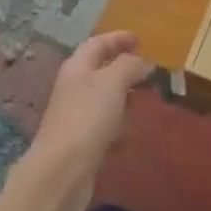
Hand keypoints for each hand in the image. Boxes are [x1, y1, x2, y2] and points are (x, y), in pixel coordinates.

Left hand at [20, 31, 151, 210]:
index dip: (118, 38)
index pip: (97, 43)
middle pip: (99, 69)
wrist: (62, 172)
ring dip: (123, 95)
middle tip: (148, 67)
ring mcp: (77, 115)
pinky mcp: (83, 142)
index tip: (141, 39)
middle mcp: (74, 87)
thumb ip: (128, 66)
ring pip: (103, 97)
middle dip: (123, 66)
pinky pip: (105, 125)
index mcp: (77, 67)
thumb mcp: (112, 83)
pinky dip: (120, 123)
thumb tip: (143, 60)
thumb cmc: (87, 118)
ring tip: (147, 96)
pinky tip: (134, 131)